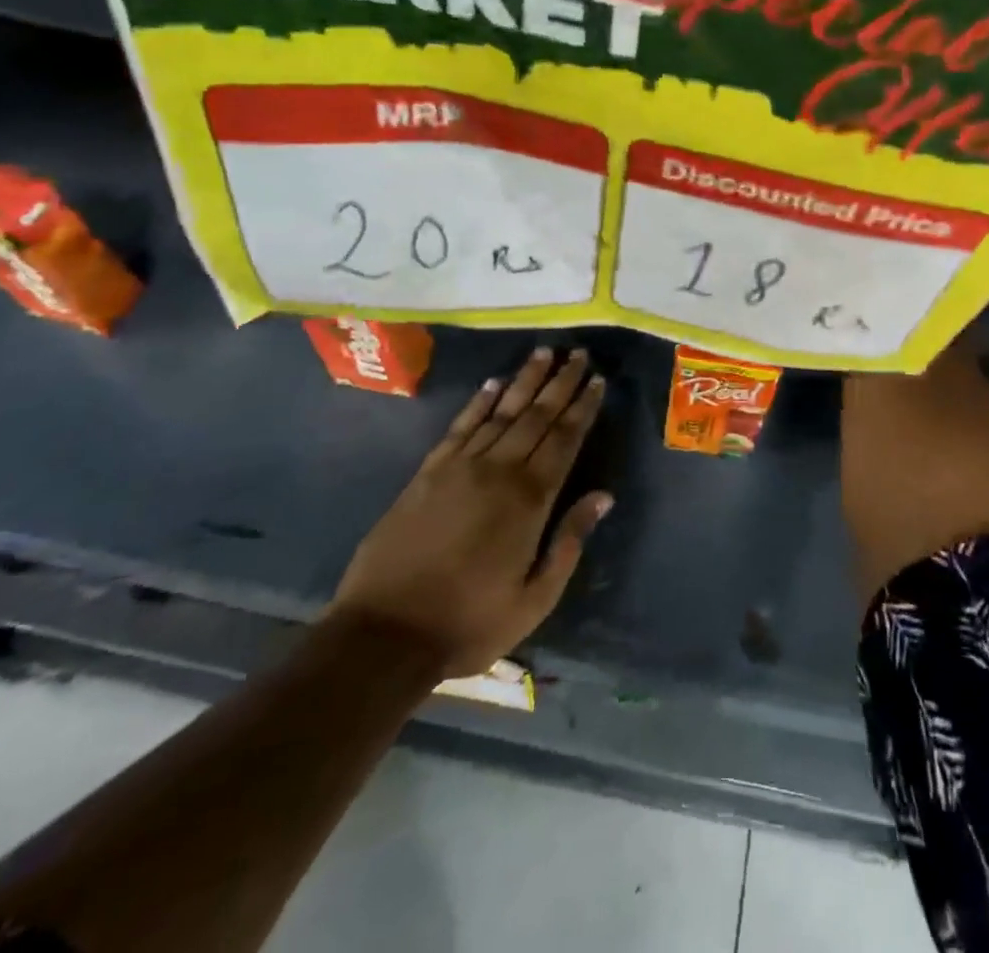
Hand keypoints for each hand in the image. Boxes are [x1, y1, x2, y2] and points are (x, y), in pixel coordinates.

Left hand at [330, 346, 611, 677]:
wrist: (385, 634)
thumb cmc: (469, 622)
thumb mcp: (535, 598)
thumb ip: (570, 542)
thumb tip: (603, 496)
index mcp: (529, 500)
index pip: (564, 439)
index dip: (582, 408)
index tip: (597, 380)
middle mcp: (497, 471)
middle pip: (536, 416)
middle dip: (560, 383)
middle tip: (578, 354)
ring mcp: (459, 467)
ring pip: (501, 412)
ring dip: (524, 381)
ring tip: (543, 353)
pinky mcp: (428, 472)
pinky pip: (460, 426)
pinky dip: (479, 402)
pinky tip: (493, 384)